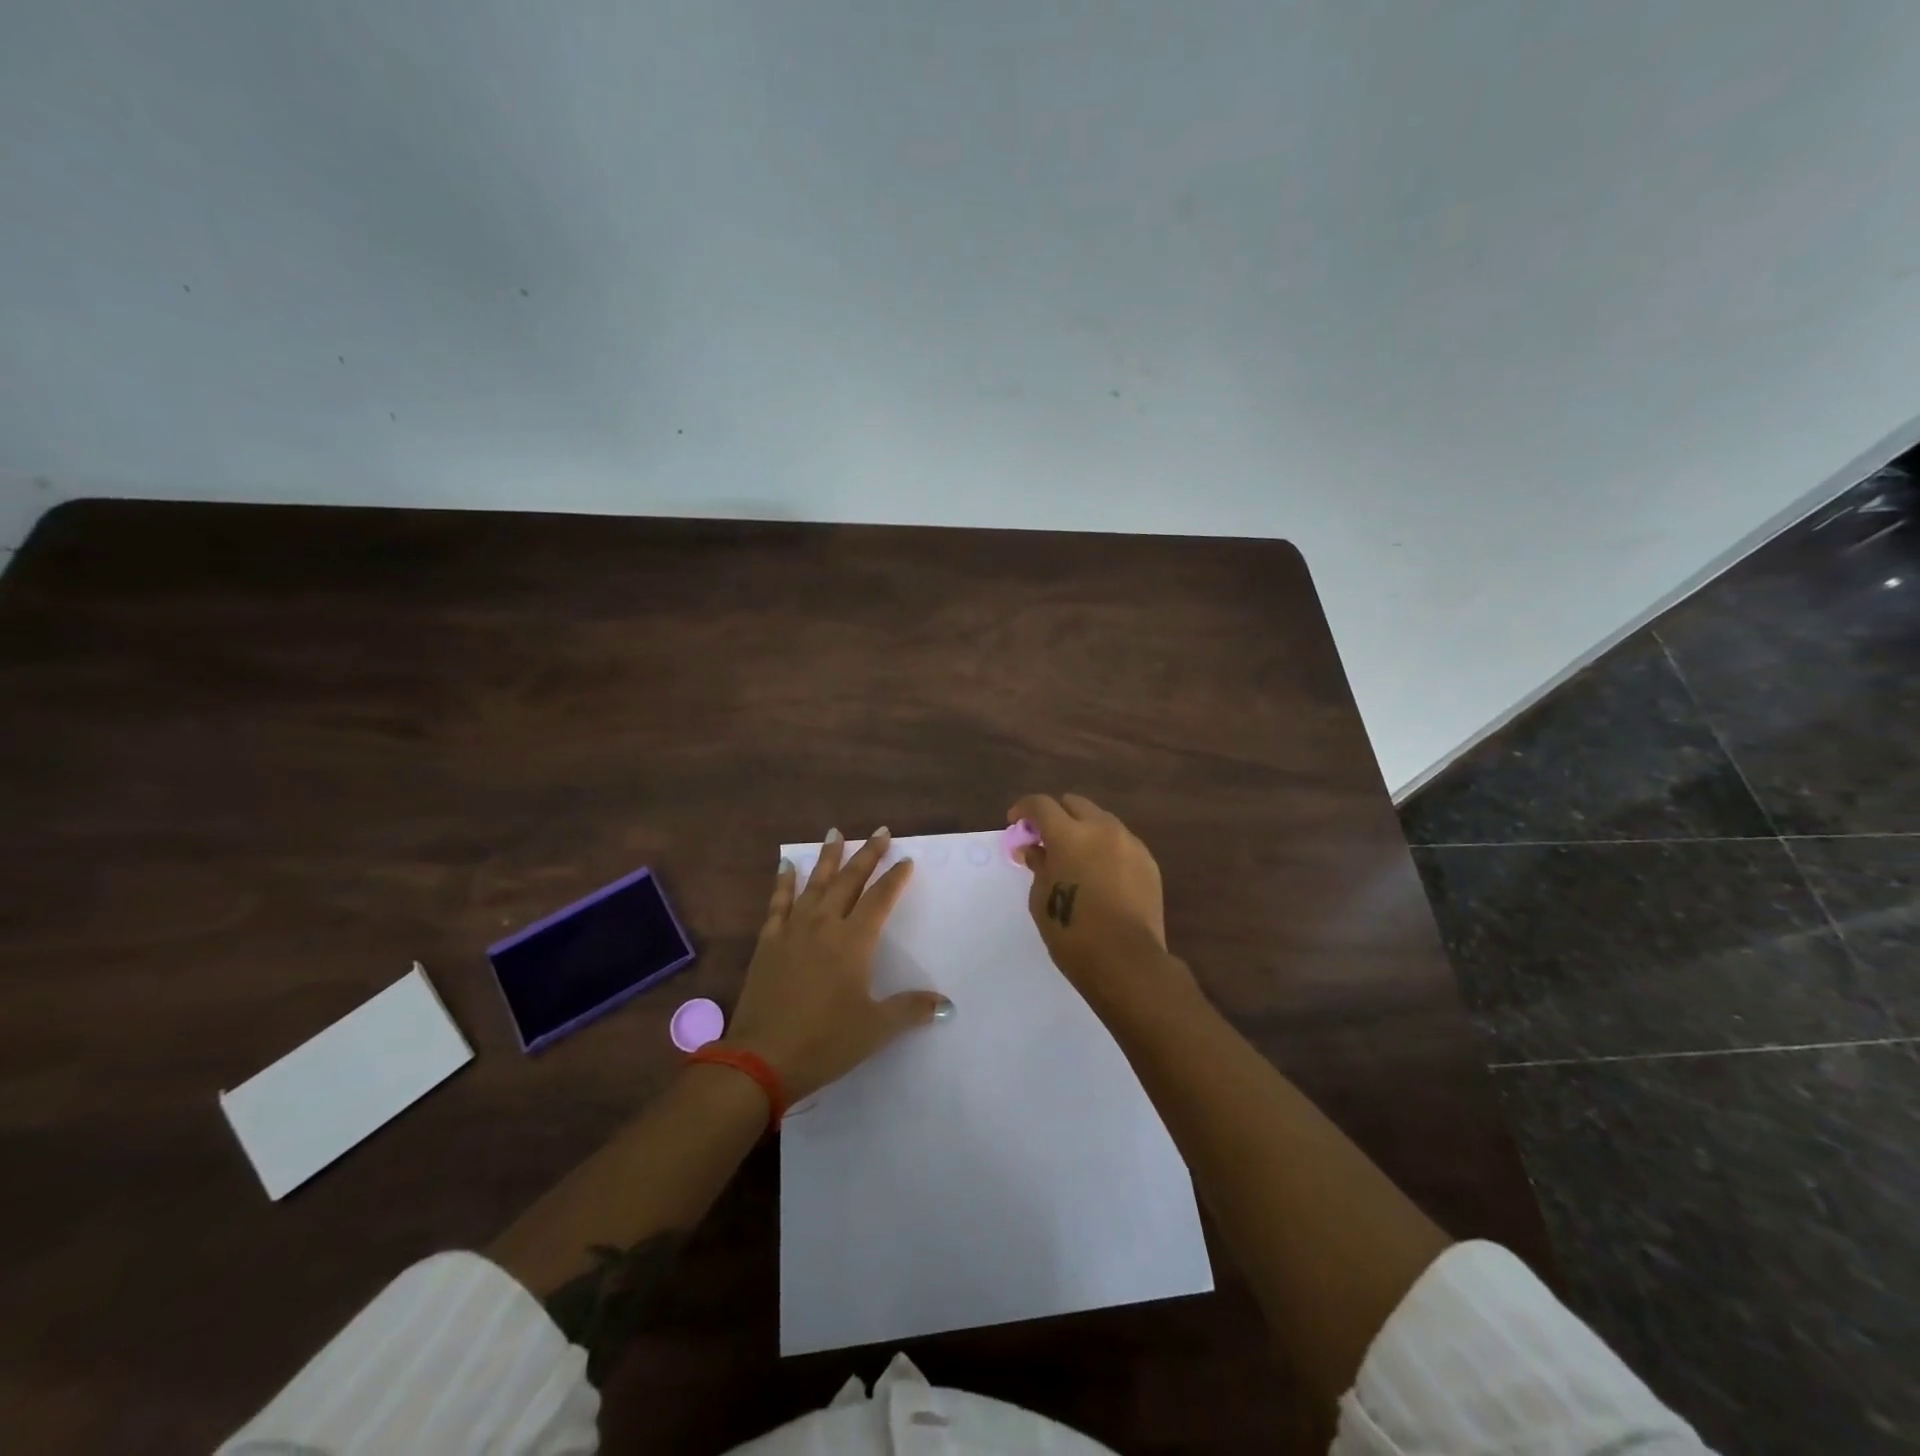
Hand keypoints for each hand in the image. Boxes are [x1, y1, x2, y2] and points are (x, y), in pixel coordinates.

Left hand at [724, 828, 951, 1102]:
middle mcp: (824, 925)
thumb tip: (946, 1005)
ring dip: (827, 857)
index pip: (880, 899)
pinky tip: (786, 866)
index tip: (905, 859)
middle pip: (849, 881)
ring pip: (814, 884)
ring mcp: (793, 930)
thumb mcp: (875, 1029)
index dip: (895, 878)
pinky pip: (778, 903)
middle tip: (879, 831)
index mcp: (853, 941)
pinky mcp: (768, 942)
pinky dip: (783, 883)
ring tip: (835, 832)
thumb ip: (910, 1010)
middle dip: (866, 855)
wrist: (761, 1059)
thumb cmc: (825, 1042)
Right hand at [1007, 794, 1182, 1003]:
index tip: (1015, 824)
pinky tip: (1100, 874)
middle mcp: (1101, 829)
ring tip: (1075, 857)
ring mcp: (1129, 843)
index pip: (1041, 805)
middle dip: (1056, 815)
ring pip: (1101, 820)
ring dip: (1083, 830)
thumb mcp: (1042, 898)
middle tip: (1045, 839)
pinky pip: (1121, 842)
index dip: (1024, 809)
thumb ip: (1038, 865)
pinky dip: (1105, 848)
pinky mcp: (1148, 862)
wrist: (1127, 960)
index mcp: (1069, 835)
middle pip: (1074, 804)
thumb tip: (1035, 849)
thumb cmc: (1072, 932)